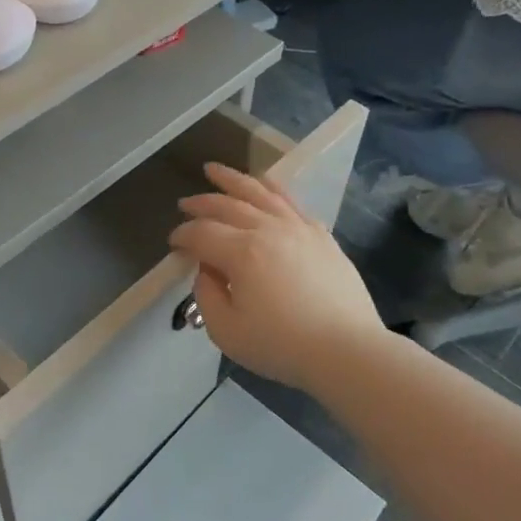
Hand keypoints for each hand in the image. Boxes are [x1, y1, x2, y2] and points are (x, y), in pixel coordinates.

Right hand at [169, 163, 384, 393]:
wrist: (347, 351)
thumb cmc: (282, 346)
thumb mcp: (226, 331)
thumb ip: (206, 295)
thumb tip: (206, 270)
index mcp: (242, 253)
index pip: (202, 233)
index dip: (183, 235)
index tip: (173, 243)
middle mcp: (268, 229)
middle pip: (227, 205)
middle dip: (201, 203)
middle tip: (184, 203)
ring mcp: (298, 228)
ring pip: (259, 192)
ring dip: (233, 179)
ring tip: (215, 170)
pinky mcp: (320, 234)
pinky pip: (290, 200)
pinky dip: (271, 187)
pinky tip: (263, 184)